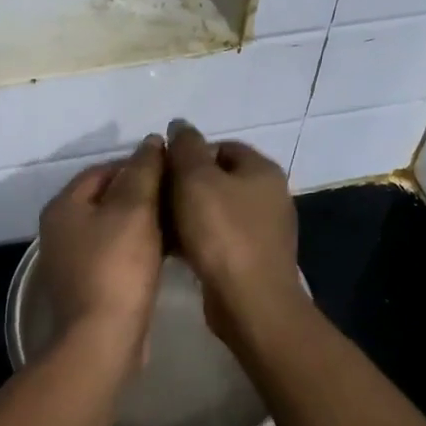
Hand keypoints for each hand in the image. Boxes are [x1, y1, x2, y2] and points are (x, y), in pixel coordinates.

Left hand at [37, 136, 166, 362]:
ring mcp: (73, 259)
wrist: (102, 339)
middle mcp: (61, 229)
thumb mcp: (134, 210)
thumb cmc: (117, 267)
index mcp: (64, 206)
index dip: (139, 164)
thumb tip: (151, 141)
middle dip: (144, 193)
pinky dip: (140, 246)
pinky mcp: (90, 284)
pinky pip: (117, 253)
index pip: (103, 169)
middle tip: (181, 195)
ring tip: (180, 219)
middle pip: (107, 197)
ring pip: (114, 227)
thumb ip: (144, 171)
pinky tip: (168, 250)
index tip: (173, 170)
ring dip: (145, 221)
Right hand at [166, 121, 306, 346]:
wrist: (250, 301)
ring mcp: (264, 230)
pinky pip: (219, 239)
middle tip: (156, 197)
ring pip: (216, 210)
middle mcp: (269, 195)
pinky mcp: (253, 259)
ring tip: (159, 224)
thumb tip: (180, 124)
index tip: (162, 170)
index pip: (221, 146)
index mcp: (261, 170)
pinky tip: (175, 250)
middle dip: (185, 186)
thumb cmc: (222, 233)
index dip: (189, 153)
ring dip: (188, 214)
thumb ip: (186, 147)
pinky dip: (198, 239)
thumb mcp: (196, 179)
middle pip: (218, 179)